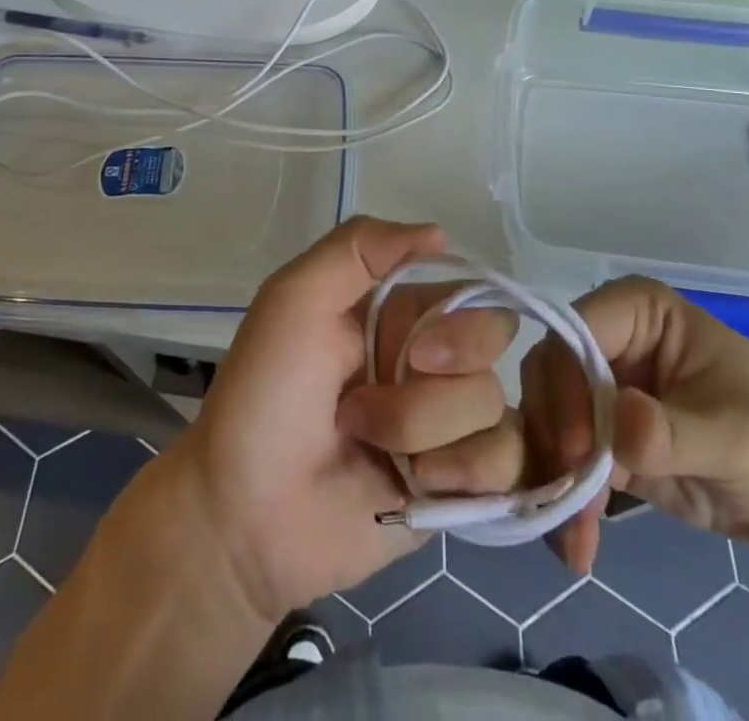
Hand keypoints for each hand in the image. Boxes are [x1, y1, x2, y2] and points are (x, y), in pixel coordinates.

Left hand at [163, 217, 517, 624]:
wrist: (243, 516)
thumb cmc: (265, 394)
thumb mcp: (295, 297)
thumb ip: (359, 247)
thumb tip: (440, 234)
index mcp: (398, 315)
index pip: (471, 294)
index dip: (460, 321)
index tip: (416, 349)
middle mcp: (429, 362)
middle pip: (493, 348)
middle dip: (442, 382)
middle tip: (379, 402)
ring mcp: (444, 426)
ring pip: (492, 407)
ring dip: (426, 431)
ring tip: (371, 446)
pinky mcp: (455, 486)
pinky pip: (506, 464)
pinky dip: (464, 475)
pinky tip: (416, 486)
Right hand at [511, 276, 748, 572]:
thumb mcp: (735, 437)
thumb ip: (672, 432)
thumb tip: (618, 425)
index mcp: (637, 312)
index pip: (573, 332)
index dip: (565, 383)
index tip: (577, 450)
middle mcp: (609, 340)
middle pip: (549, 373)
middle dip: (553, 436)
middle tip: (571, 501)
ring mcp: (603, 388)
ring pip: (547, 417)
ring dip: (552, 476)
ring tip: (575, 540)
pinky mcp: (605, 437)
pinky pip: (565, 458)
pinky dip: (565, 500)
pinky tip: (578, 546)